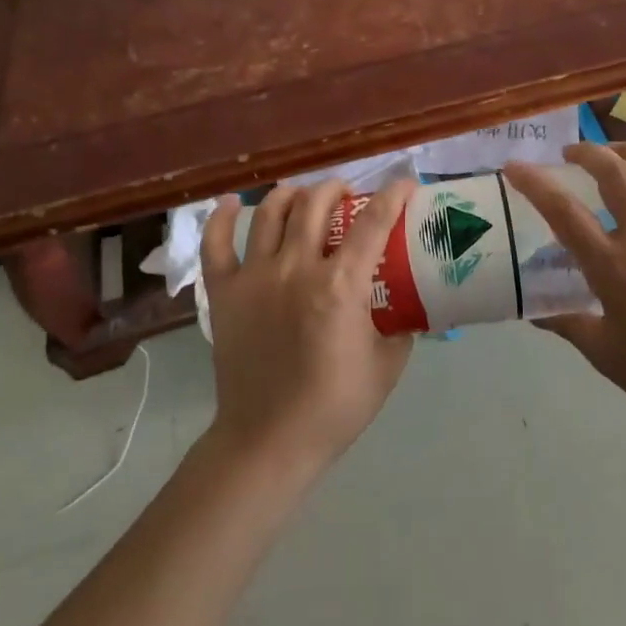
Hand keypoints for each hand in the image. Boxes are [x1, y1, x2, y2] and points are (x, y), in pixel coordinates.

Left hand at [200, 178, 417, 472]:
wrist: (269, 441)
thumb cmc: (334, 406)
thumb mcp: (388, 365)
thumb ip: (401, 326)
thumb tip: (409, 305)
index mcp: (340, 285)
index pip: (372, 222)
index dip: (393, 195)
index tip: (405, 184)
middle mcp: (296, 268)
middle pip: (316, 204)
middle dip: (337, 188)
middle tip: (349, 196)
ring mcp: (255, 277)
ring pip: (270, 213)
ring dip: (292, 194)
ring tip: (304, 196)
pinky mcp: (224, 293)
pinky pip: (216, 244)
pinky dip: (222, 218)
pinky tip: (234, 203)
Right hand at [503, 144, 625, 435]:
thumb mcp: (603, 353)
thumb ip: (566, 323)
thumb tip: (534, 309)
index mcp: (613, 267)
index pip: (564, 212)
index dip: (535, 183)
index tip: (515, 167)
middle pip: (616, 173)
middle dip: (589, 152)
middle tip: (573, 154)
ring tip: (618, 154)